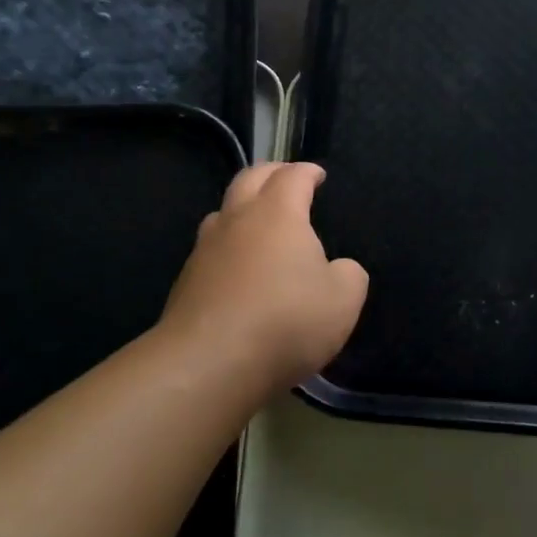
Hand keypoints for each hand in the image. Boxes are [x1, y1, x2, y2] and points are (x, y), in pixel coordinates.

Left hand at [158, 162, 368, 389]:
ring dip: (243, 207)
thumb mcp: (343, 300)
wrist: (209, 364)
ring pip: (223, 211)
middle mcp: (237, 220)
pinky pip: (211, 249)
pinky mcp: (186, 281)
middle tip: (286, 179)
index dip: (307, 172)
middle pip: (249, 178)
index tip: (317, 175)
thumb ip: (349, 275)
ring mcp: (205, 249)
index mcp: (277, 214)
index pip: (292, 177)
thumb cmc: (286, 321)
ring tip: (259, 220)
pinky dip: (229, 246)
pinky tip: (239, 267)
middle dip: (271, 173)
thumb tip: (338, 268)